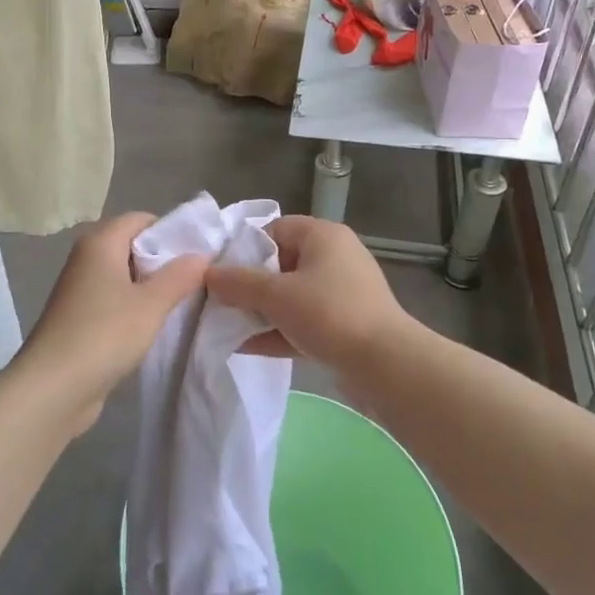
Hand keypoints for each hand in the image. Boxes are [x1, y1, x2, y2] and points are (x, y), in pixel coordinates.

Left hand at [19, 212, 206, 433]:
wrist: (52, 389)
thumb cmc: (104, 334)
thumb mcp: (151, 304)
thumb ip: (179, 276)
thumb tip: (201, 255)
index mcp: (100, 242)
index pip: (141, 219)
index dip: (171, 231)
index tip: (198, 253)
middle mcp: (86, 258)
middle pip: (132, 245)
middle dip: (164, 261)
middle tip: (196, 279)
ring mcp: (79, 289)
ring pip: (124, 275)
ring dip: (150, 287)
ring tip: (182, 303)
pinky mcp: (79, 318)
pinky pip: (114, 300)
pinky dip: (134, 307)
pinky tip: (154, 325)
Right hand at [204, 215, 412, 369]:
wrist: (386, 365)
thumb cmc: (329, 314)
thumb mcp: (276, 295)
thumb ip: (238, 283)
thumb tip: (207, 274)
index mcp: (323, 235)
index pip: (275, 229)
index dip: (245, 249)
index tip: (221, 273)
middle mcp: (336, 257)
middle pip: (281, 263)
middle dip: (250, 284)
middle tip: (221, 302)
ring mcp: (343, 292)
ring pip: (292, 296)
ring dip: (262, 311)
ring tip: (227, 326)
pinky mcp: (346, 325)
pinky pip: (304, 321)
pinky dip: (279, 331)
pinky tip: (246, 348)